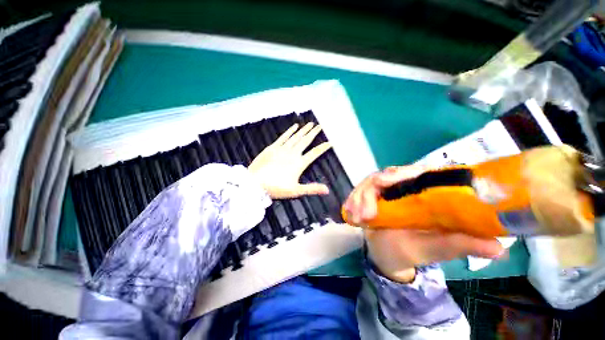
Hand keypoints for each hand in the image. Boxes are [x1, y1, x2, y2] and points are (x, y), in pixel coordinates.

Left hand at [248, 123, 330, 198]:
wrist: (255, 183)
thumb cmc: (275, 188)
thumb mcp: (295, 191)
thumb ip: (312, 188)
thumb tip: (327, 190)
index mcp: (299, 163)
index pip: (314, 153)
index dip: (323, 147)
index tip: (330, 142)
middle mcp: (292, 153)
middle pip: (306, 141)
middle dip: (314, 133)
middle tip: (320, 126)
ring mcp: (282, 149)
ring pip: (296, 137)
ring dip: (304, 130)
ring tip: (310, 124)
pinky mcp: (272, 147)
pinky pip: (283, 137)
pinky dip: (290, 131)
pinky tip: (295, 126)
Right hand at [343, 166, 503, 282]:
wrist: (387, 254)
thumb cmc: (411, 251)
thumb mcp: (434, 248)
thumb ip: (459, 245)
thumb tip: (499, 247)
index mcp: (424, 193)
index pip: (416, 172)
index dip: (400, 173)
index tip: (385, 183)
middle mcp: (404, 186)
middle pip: (386, 174)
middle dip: (371, 190)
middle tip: (366, 213)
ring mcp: (384, 190)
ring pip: (369, 182)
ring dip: (359, 197)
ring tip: (356, 218)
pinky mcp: (370, 195)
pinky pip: (359, 191)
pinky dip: (352, 200)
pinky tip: (349, 213)